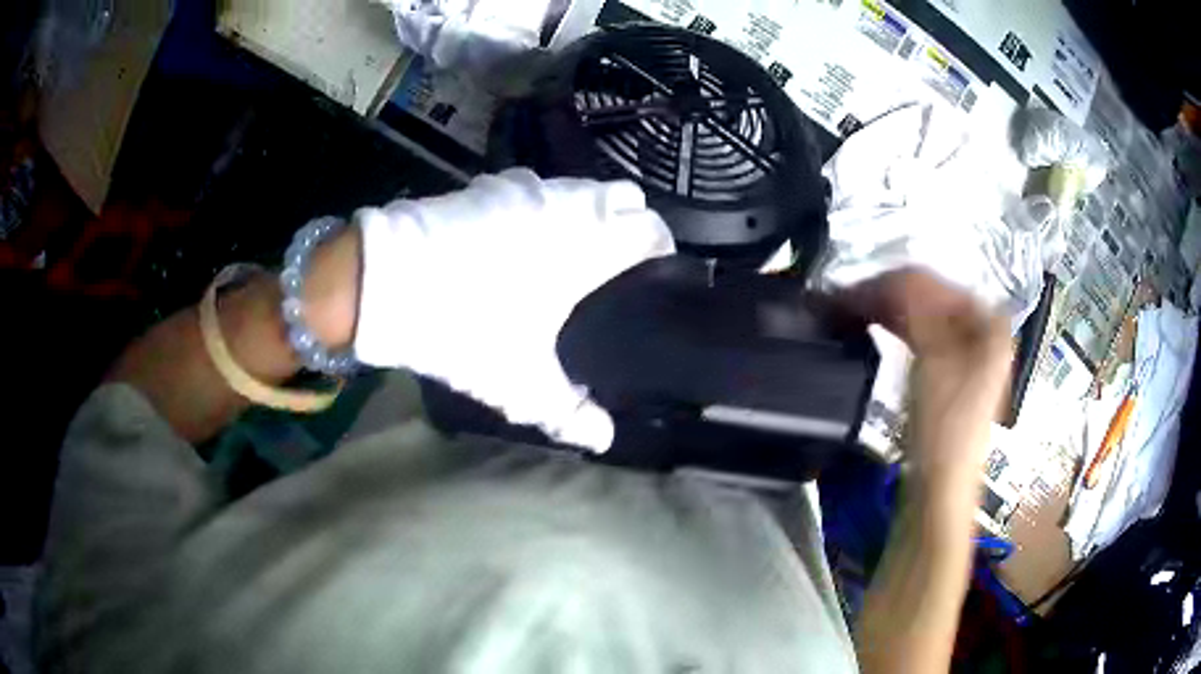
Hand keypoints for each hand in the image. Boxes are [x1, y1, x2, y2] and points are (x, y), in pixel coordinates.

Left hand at [352, 169, 674, 450]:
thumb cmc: (467, 327)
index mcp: (590, 245)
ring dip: (585, 211)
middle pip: (623, 195)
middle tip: (613, 263)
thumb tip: (605, 440)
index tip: (652, 275)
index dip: (659, 249)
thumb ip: (569, 415)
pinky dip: (542, 205)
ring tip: (569, 249)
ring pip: (579, 187)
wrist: (389, 282)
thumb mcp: (520, 384)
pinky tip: (520, 236)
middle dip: (628, 221)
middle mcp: (568, 205)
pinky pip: (535, 188)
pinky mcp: (490, 185)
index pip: (651, 229)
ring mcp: (527, 187)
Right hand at [835, 268, 1011, 481]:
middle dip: (884, 295)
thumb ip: (916, 307)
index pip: (932, 282)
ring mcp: (965, 348)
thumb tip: (889, 274)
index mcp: (988, 319)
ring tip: (845, 311)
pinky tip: (870, 325)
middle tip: (839, 300)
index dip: (889, 282)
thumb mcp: (935, 358)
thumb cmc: (945, 426)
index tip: (848, 291)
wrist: (941, 484)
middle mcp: (981, 326)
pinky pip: (919, 332)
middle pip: (927, 295)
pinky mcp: (947, 368)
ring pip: (920, 313)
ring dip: (884, 309)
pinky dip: (893, 326)